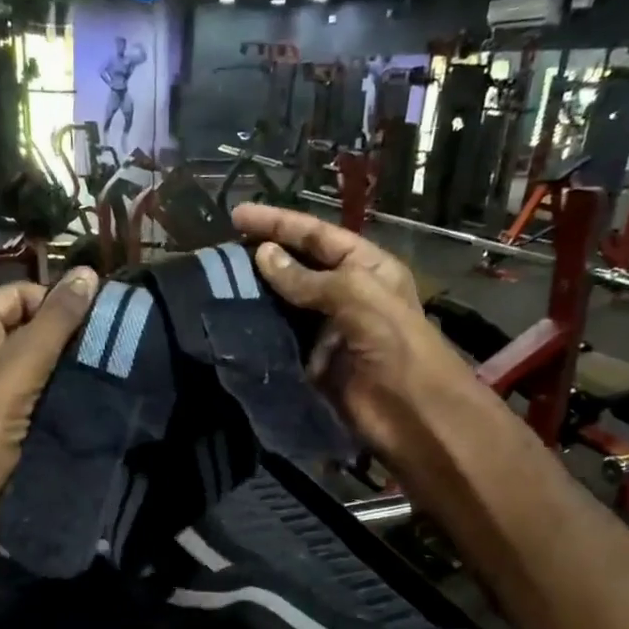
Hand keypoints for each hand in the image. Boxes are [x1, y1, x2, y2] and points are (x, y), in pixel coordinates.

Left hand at [0, 269, 98, 510]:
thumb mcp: (17, 368)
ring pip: (43, 362)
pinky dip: (67, 391)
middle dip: (70, 335)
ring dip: (72, 365)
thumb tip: (89, 273)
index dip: (58, 302)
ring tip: (112, 366)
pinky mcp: (12, 417)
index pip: (22, 294)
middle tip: (112, 343)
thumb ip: (55, 322)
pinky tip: (96, 393)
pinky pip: (45, 392)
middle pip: (34, 327)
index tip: (101, 319)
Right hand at [233, 203, 473, 471]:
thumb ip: (308, 278)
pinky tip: (232, 325)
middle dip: (264, 257)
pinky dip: (260, 334)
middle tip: (220, 252)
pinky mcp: (313, 364)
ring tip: (216, 285)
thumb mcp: (357, 295)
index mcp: (367, 267)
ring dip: (256, 296)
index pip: (316, 236)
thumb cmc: (394, 344)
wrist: (412, 413)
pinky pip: (283, 342)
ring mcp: (328, 331)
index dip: (278, 223)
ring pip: (285, 306)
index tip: (236, 215)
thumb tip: (263, 255)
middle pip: (298, 268)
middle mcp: (347, 294)